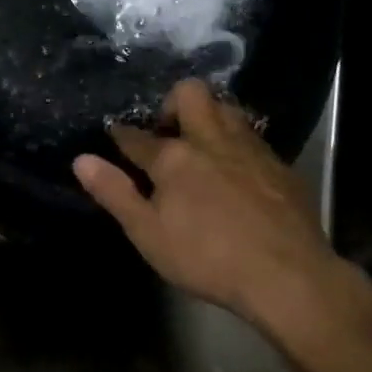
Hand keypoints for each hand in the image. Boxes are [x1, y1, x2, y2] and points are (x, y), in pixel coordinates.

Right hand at [73, 79, 371, 367]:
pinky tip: (239, 174)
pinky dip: (238, 145)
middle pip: (190, 94)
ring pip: (226, 108)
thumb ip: (114, 193)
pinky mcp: (280, 165)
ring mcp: (250, 148)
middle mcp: (211, 140)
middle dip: (172, 102)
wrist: (290, 277)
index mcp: (174, 157)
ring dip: (210, 117)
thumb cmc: (208, 258)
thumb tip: (81, 159)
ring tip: (203, 147)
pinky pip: (254, 137)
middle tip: (169, 134)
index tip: (116, 136)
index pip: (137, 136)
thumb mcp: (149, 234)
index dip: (121, 135)